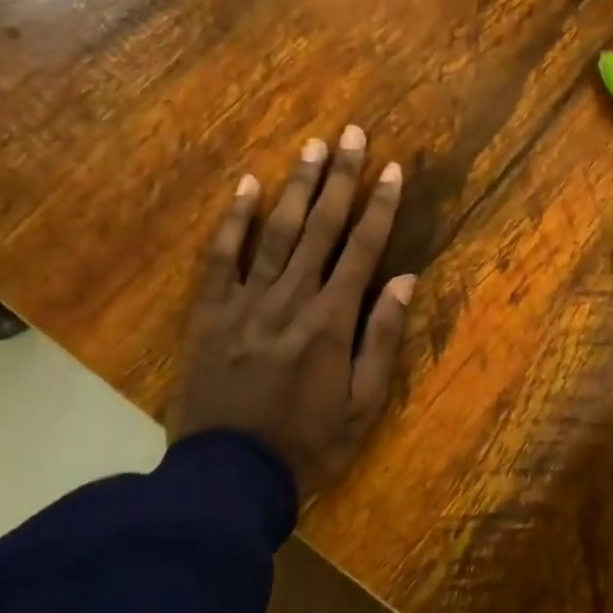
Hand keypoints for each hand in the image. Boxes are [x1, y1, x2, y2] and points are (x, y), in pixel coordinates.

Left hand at [168, 125, 416, 502]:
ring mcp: (244, 302)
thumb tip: (404, 278)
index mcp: (331, 321)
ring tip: (312, 146)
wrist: (227, 478)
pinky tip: (248, 185)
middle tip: (351, 133)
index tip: (391, 168)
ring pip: (276, 232)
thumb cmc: (308, 445)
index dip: (379, 206)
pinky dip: (234, 220)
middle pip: (321, 227)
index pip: (362, 249)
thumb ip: (382, 338)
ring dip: (297, 186)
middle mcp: (290, 299)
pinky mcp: (208, 313)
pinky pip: (221, 257)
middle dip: (340, 178)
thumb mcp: (364, 404)